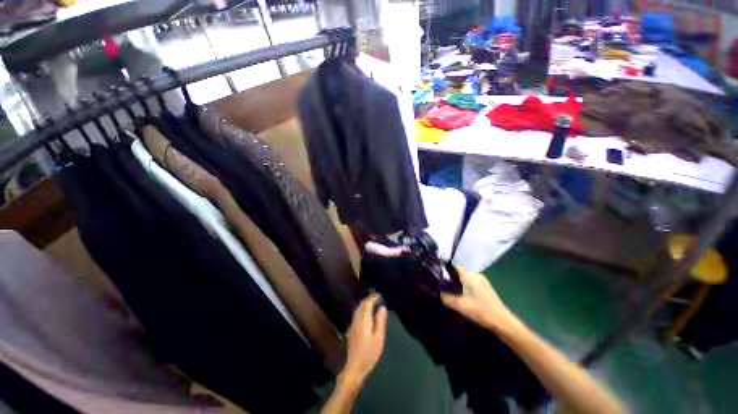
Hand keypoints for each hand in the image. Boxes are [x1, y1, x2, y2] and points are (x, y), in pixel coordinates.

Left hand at [342, 294, 387, 384]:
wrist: (355, 367)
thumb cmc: (369, 353)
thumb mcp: (379, 337)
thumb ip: (380, 321)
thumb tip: (382, 307)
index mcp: (363, 320)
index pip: (367, 304)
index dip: (372, 298)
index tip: (379, 295)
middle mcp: (356, 319)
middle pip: (361, 305)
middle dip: (368, 299)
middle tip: (376, 297)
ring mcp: (353, 324)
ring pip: (358, 309)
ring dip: (364, 304)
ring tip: (373, 303)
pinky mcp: (351, 329)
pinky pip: (356, 314)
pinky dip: (362, 309)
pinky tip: (366, 313)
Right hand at [441, 267, 516, 332]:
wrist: (502, 321)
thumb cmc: (481, 311)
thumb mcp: (461, 306)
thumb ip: (448, 298)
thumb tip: (439, 293)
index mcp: (470, 276)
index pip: (455, 266)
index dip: (446, 270)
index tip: (438, 276)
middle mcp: (476, 275)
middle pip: (460, 272)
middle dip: (451, 278)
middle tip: (443, 286)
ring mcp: (482, 280)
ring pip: (465, 278)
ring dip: (458, 283)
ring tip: (451, 292)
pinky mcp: (485, 287)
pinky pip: (471, 282)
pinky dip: (465, 286)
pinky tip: (462, 296)